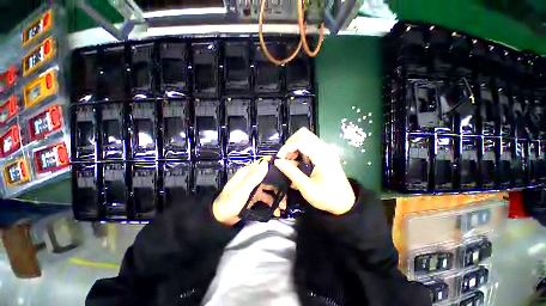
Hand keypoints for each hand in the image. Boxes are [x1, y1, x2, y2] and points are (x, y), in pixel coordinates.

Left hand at [212, 159, 286, 225]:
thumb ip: (253, 178)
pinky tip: (276, 210)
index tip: (287, 170)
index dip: (276, 165)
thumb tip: (266, 162)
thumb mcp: (241, 191)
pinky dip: (272, 202)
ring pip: (270, 187)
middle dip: (280, 184)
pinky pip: (267, 196)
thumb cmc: (230, 203)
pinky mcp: (256, 195)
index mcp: (248, 172)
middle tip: (287, 194)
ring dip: (277, 195)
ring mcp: (255, 186)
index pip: (264, 163)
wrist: (220, 219)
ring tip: (283, 206)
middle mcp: (253, 177)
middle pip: (270, 176)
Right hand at [274, 128, 354, 214]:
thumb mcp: (306, 187)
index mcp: (322, 156)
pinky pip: (309, 144)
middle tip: (285, 158)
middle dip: (290, 144)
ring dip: (294, 146)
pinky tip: (298, 162)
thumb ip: (291, 172)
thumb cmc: (326, 197)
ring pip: (305, 137)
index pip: (300, 141)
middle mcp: (324, 148)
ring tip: (290, 161)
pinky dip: (300, 150)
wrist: (344, 202)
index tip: (279, 159)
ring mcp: (325, 149)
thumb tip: (277, 162)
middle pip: (303, 134)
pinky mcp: (324, 153)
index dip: (286, 148)